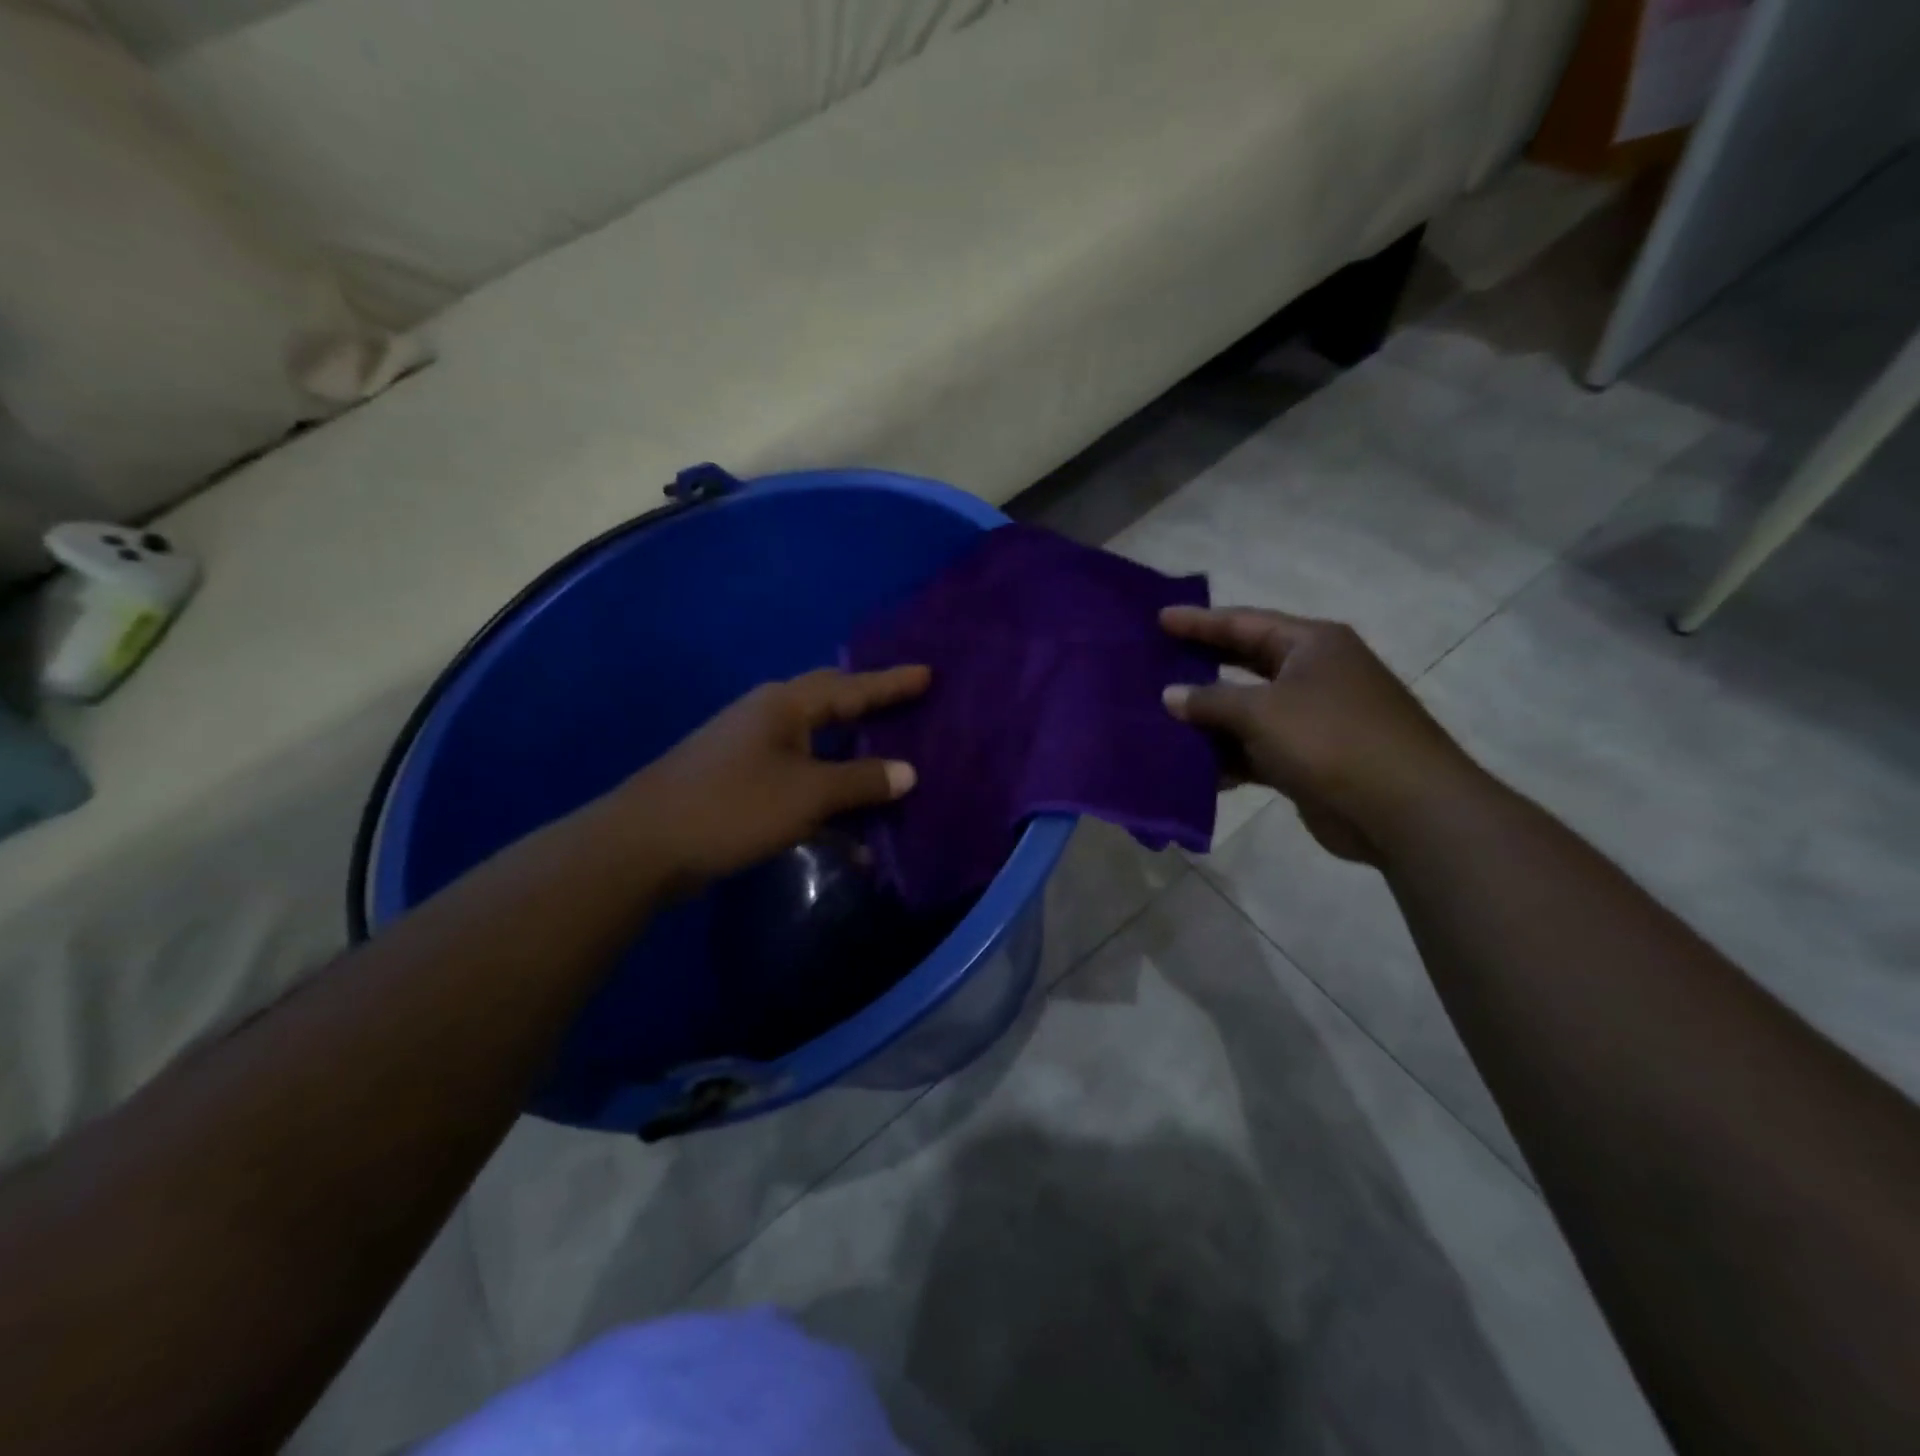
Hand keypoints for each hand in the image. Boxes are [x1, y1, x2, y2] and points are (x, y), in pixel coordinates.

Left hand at [613, 665, 929, 894]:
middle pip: (831, 705)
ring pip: (816, 748)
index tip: (927, 673)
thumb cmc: (732, 806)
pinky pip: (798, 782)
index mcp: (785, 706)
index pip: (851, 687)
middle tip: (907, 704)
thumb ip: (860, 781)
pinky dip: (825, 801)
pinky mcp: (741, 783)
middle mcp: (768, 718)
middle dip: (869, 707)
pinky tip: (850, 835)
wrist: (645, 845)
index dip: (891, 683)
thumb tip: (908, 772)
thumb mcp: (807, 794)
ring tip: (889, 764)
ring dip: (851, 762)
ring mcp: (751, 750)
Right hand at [1160, 606, 1487, 862]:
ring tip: (1158, 720)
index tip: (1159, 619)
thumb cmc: (1331, 739)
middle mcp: (1312, 675)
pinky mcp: (1307, 760)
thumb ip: (1210, 700)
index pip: (1244, 623)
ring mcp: (1311, 719)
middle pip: (1244, 664)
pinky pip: (1254, 750)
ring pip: (1246, 712)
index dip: (1199, 621)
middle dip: (1200, 667)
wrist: (1403, 808)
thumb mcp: (1262, 711)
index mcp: (1310, 645)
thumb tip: (1170, 695)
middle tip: (1154, 665)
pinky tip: (1190, 769)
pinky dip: (1226, 757)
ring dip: (1208, 720)